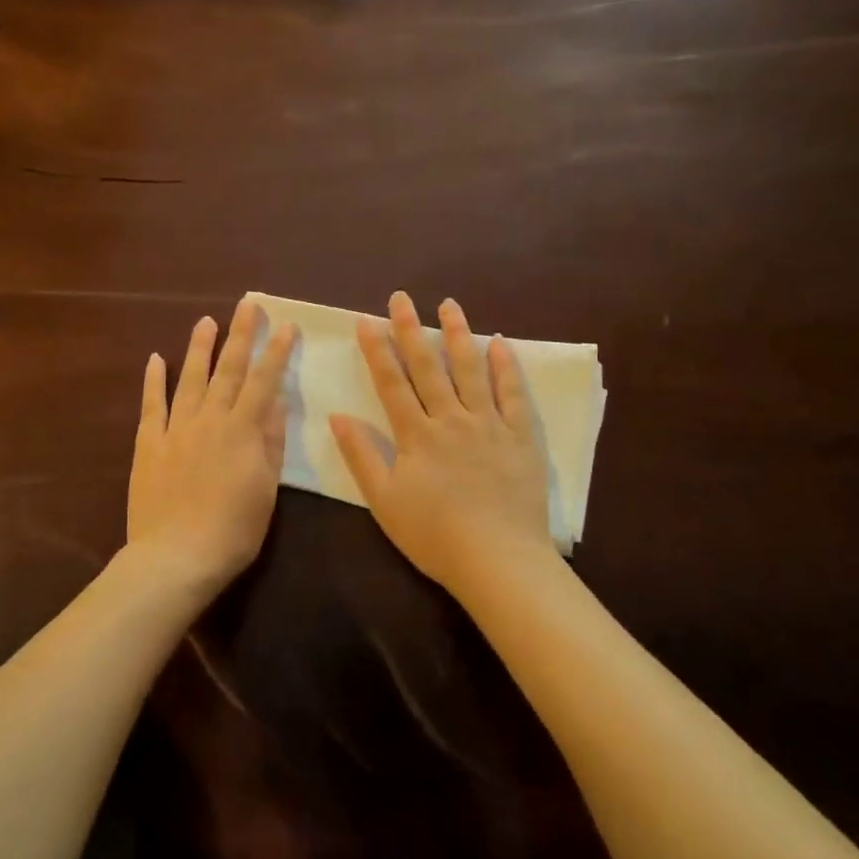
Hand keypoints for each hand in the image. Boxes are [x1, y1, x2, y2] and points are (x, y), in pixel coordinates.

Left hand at [128, 299, 297, 590]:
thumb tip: (275, 402)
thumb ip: (270, 442)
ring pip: (190, 379)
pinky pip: (151, 406)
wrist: (176, 556)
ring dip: (199, 348)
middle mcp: (209, 420)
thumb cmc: (233, 529)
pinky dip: (154, 381)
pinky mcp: (149, 445)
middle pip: (228, 370)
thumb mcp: (266, 488)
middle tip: (248, 305)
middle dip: (240, 335)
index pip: (263, 381)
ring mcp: (175, 430)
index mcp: (242, 431)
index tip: (285, 325)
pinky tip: (156, 359)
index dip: (275, 352)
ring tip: (206, 321)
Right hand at [330, 292, 553, 595]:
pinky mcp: (520, 436)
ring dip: (458, 334)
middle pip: (427, 367)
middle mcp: (451, 419)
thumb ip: (361, 456)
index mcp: (416, 435)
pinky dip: (506, 366)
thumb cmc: (434, 535)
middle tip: (401, 298)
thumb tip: (337, 416)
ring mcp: (488, 424)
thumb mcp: (384, 501)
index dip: (378, 350)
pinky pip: (513, 394)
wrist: (497, 560)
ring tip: (449, 305)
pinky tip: (499, 343)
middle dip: (411, 329)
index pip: (391, 383)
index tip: (367, 320)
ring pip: (470, 370)